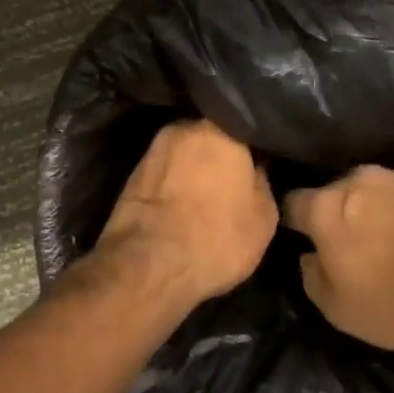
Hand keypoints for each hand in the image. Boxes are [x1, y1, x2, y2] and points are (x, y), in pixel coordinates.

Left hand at [96, 120, 277, 308]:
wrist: (147, 266)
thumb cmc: (216, 236)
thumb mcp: (263, 218)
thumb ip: (262, 182)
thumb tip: (255, 169)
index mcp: (218, 128)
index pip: (244, 125)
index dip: (254, 146)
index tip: (261, 162)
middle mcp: (182, 128)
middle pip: (209, 137)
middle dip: (219, 155)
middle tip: (233, 180)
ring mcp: (152, 151)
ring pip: (183, 156)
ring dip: (193, 171)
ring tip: (206, 198)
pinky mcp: (130, 176)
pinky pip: (164, 175)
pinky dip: (173, 187)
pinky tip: (181, 208)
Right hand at [283, 161, 393, 352]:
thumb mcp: (337, 309)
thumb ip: (312, 276)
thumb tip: (310, 256)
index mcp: (327, 207)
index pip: (294, 202)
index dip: (295, 220)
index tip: (301, 236)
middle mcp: (361, 179)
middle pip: (341, 190)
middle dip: (344, 211)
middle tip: (358, 241)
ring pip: (384, 185)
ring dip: (386, 204)